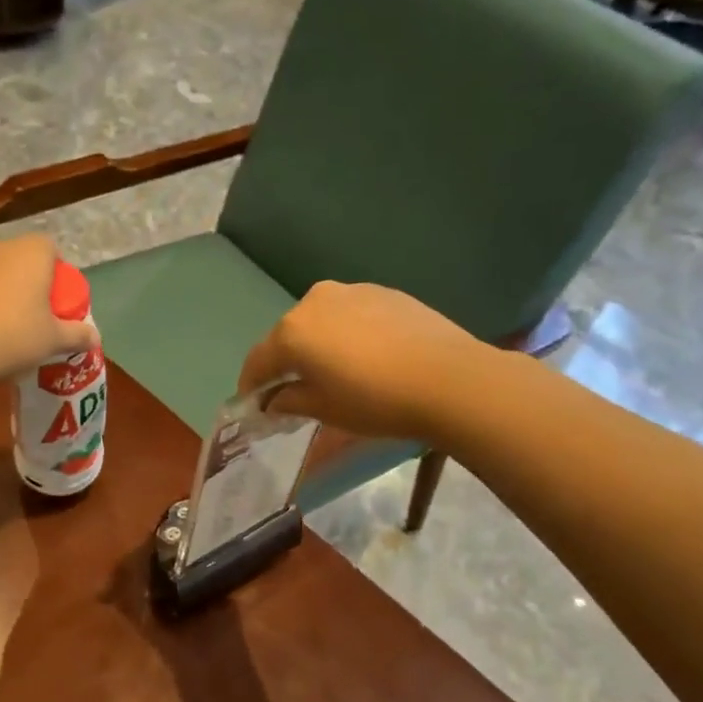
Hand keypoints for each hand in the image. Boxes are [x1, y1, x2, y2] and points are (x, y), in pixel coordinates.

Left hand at [0, 234, 98, 386]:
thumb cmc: (16, 335)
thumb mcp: (55, 339)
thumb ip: (77, 335)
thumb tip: (94, 337)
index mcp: (31, 252)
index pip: (51, 249)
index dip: (59, 273)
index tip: (60, 301)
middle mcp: (0, 249)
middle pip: (24, 261)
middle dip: (33, 283)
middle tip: (41, 316)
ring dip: (7, 294)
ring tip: (12, 329)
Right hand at [237, 282, 495, 440]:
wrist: (451, 379)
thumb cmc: (376, 400)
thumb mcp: (324, 410)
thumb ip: (289, 401)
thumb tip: (272, 401)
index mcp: (291, 332)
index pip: (257, 360)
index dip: (251, 385)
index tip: (253, 404)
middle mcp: (313, 302)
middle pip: (286, 336)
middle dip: (284, 362)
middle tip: (291, 389)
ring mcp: (350, 292)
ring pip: (319, 321)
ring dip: (316, 344)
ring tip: (331, 371)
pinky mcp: (383, 292)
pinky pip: (349, 314)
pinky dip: (345, 333)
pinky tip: (364, 356)